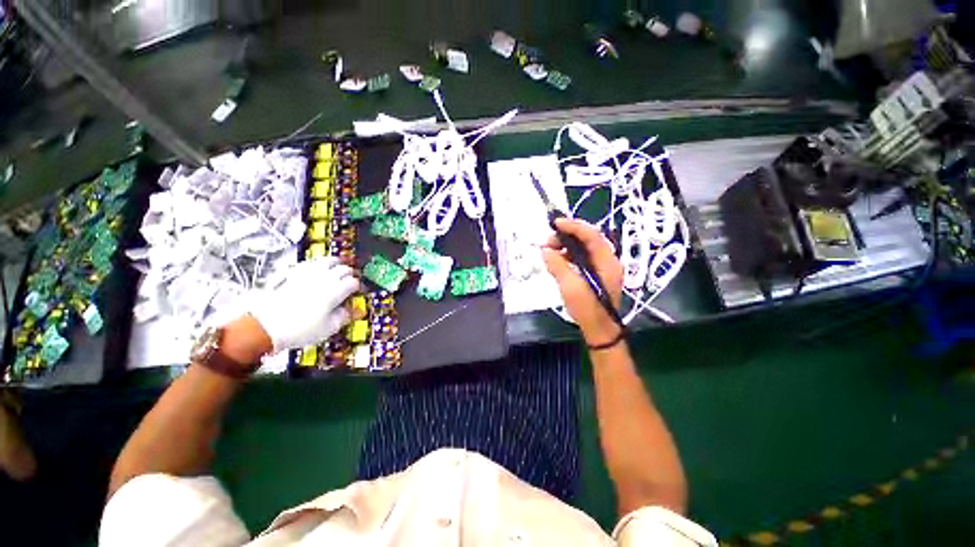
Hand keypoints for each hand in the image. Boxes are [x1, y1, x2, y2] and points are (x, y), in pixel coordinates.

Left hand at [249, 257, 360, 352]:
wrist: (265, 326)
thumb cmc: (301, 329)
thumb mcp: (329, 328)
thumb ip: (345, 316)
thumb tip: (356, 310)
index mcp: (336, 290)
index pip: (354, 282)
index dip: (359, 287)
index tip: (359, 292)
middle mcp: (324, 278)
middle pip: (343, 269)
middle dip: (350, 274)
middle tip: (350, 281)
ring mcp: (308, 273)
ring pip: (328, 261)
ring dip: (336, 264)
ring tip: (337, 269)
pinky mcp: (292, 273)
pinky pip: (310, 263)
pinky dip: (318, 264)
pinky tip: (317, 269)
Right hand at [542, 218, 623, 346]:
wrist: (600, 330)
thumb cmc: (588, 310)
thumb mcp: (570, 288)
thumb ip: (558, 266)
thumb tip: (545, 251)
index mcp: (607, 262)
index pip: (592, 235)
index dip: (573, 226)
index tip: (555, 224)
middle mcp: (607, 261)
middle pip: (588, 239)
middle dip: (567, 236)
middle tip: (548, 242)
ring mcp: (602, 267)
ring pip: (584, 248)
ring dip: (566, 246)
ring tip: (550, 251)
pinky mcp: (596, 274)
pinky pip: (582, 258)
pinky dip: (568, 256)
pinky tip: (557, 261)